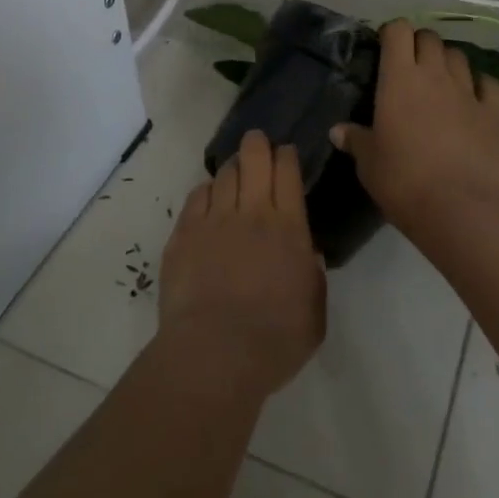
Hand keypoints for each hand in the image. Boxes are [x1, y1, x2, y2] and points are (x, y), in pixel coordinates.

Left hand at [157, 130, 326, 399]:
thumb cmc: (274, 340)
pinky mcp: (184, 233)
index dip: (286, 155)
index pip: (287, 172)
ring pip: (223, 174)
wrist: (215, 354)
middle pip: (254, 158)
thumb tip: (306, 254)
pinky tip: (208, 197)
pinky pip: (196, 197)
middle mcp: (252, 212)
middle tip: (257, 143)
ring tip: (234, 172)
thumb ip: (312, 277)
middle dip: (257, 144)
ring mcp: (214, 220)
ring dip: (232, 168)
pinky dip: (206, 191)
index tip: (286, 153)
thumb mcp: (314, 313)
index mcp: (289, 228)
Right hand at [333, 21, 498, 235]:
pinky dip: (481, 85)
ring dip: (448, 62)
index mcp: (399, 79)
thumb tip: (337, 131)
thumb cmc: (403, 181)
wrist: (459, 209)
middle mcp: (435, 75)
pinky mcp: (496, 113)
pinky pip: (490, 85)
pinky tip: (475, 97)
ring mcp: (469, 92)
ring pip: (459, 56)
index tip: (385, 48)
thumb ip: (355, 140)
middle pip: (430, 38)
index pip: (398, 31)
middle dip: (420, 44)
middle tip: (411, 66)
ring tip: (441, 80)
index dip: (392, 33)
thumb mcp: (368, 163)